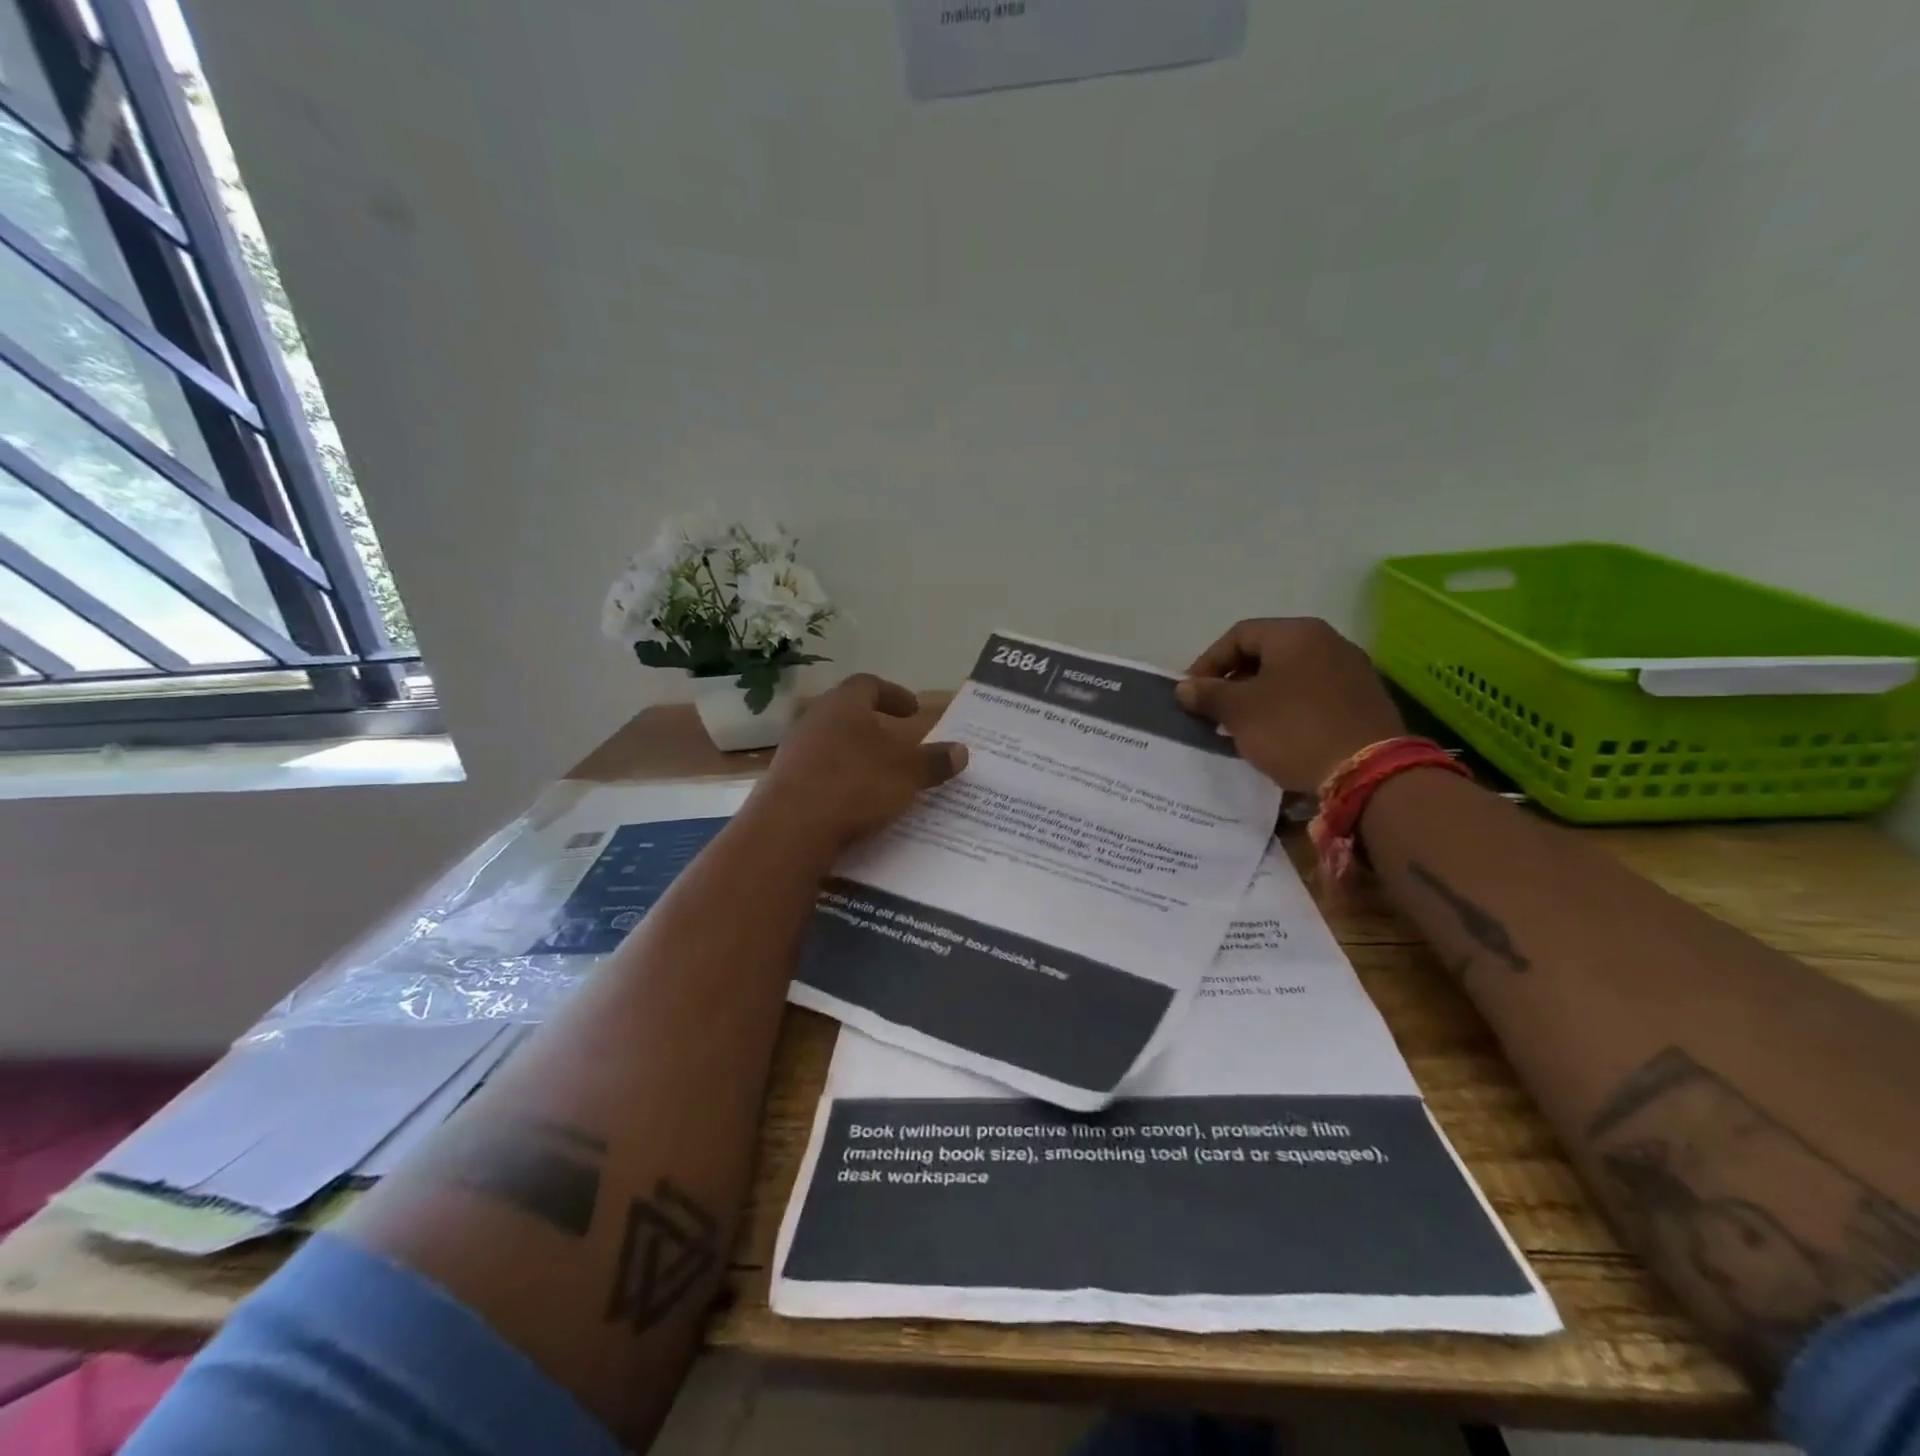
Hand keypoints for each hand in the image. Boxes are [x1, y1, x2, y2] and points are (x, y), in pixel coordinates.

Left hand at [752, 674, 967, 851]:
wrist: (790, 829)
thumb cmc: (855, 786)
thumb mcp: (906, 774)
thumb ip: (934, 762)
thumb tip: (961, 751)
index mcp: (843, 705)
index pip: (868, 685)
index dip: (893, 694)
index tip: (912, 711)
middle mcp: (814, 721)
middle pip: (846, 714)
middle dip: (873, 727)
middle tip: (897, 742)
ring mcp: (793, 753)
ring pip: (831, 745)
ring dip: (855, 756)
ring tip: (880, 777)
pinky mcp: (783, 785)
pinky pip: (819, 775)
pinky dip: (839, 783)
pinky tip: (854, 805)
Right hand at [1175, 619, 1404, 789]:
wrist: (1368, 772)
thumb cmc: (1293, 730)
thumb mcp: (1239, 712)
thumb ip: (1208, 694)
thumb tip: (1185, 688)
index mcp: (1296, 633)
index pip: (1238, 635)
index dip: (1207, 662)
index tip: (1191, 694)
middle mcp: (1327, 641)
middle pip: (1266, 653)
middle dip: (1233, 681)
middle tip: (1214, 710)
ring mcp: (1351, 670)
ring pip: (1290, 675)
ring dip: (1259, 697)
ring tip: (1242, 727)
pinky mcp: (1363, 701)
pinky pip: (1313, 695)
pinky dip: (1287, 709)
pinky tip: (1278, 736)